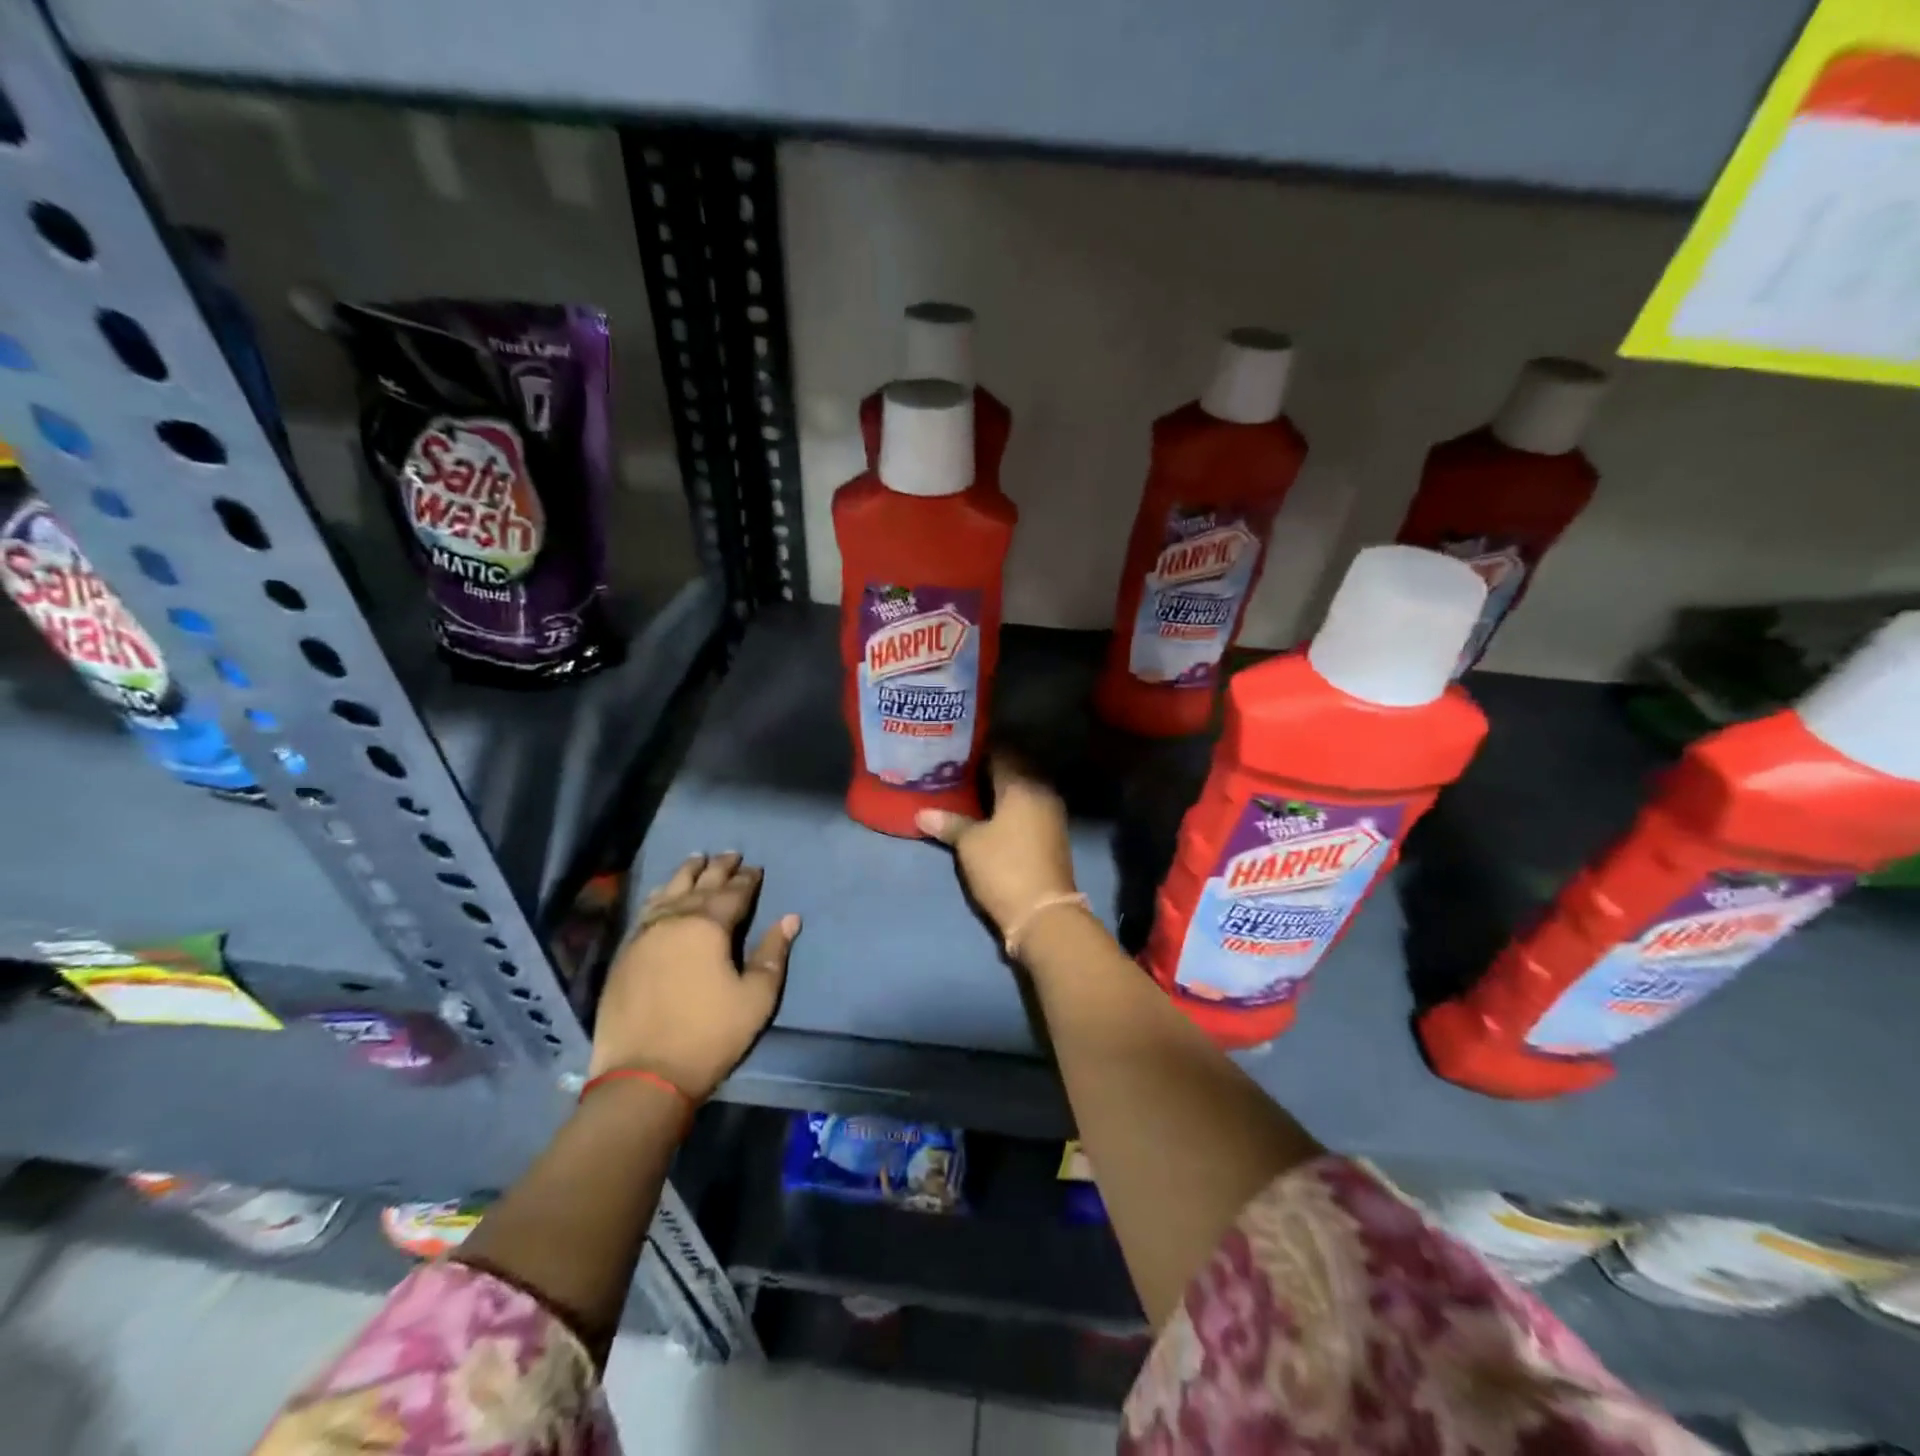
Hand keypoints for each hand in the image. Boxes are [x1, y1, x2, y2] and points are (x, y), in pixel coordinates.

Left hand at [589, 852, 798, 1099]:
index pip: (733, 893)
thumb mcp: (756, 997)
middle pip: (700, 885)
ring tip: (696, 859)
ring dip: (686, 874)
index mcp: (708, 926)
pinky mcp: (625, 954)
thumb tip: (789, 918)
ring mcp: (644, 935)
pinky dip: (660, 894)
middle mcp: (674, 920)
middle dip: (718, 868)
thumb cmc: (709, 1035)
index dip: (747, 880)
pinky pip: (646, 910)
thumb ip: (773, 953)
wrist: (643, 1074)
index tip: (756, 869)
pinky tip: (663, 892)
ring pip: (669, 892)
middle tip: (731, 853)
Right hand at [916, 755, 1078, 937]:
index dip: (978, 749)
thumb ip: (949, 823)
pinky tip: (989, 813)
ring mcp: (1051, 813)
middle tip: (957, 768)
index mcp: (1023, 784)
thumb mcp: (970, 844)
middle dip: (988, 767)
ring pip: (1022, 788)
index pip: (1001, 752)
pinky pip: (1028, 806)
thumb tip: (922, 813)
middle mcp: (1041, 791)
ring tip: (968, 789)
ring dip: (1000, 787)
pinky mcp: (1052, 833)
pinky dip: (1010, 805)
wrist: (1044, 913)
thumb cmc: (1004, 868)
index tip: (955, 749)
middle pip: (1014, 768)